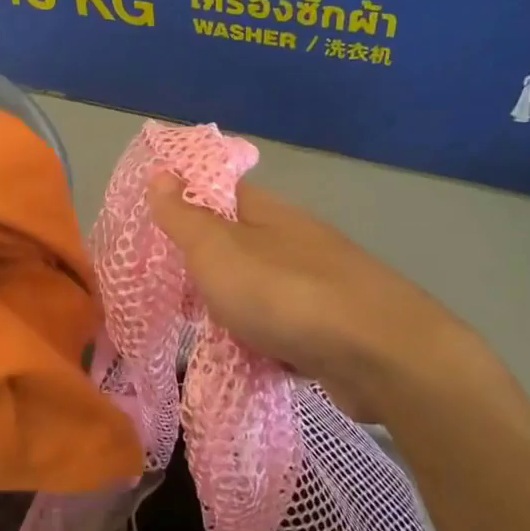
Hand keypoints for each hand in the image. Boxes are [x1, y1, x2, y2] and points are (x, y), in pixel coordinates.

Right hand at [147, 173, 478, 419]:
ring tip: (198, 330)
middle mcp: (295, 241)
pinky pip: (281, 327)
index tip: (151, 229)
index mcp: (267, 213)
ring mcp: (318, 285)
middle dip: (202, 266)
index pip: (219, 191)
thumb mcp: (217, 250)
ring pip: (258, 288)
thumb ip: (185, 217)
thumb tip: (161, 174)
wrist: (378, 355)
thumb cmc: (283, 294)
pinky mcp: (332, 328)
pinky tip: (245, 357)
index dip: (184, 203)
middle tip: (166, 291)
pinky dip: (261, 339)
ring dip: (230, 307)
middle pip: (237, 244)